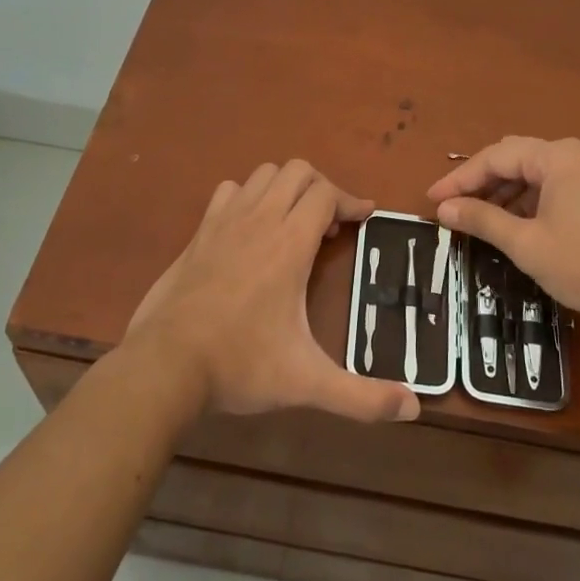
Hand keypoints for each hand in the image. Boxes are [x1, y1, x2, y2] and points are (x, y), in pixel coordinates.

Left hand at [125, 160, 419, 422]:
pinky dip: (248, 197)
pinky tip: (251, 229)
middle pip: (297, 171)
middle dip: (322, 189)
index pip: (326, 193)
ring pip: (263, 174)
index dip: (352, 201)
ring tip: (295, 224)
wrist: (165, 364)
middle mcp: (259, 219)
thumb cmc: (241, 364)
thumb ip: (361, 397)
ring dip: (286, 188)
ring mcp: (225, 221)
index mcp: (289, 243)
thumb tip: (414, 409)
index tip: (366, 218)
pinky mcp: (200, 233)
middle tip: (331, 226)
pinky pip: (230, 191)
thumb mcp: (307, 382)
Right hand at [426, 136, 579, 335]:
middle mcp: (577, 153)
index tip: (432, 200)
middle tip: (452, 206)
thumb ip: (482, 219)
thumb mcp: (526, 244)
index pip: (497, 156)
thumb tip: (443, 208)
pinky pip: (555, 184)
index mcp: (558, 156)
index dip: (460, 178)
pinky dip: (529, 199)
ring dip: (505, 192)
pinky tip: (514, 222)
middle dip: (481, 181)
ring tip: (478, 217)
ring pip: (536, 172)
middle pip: (516, 157)